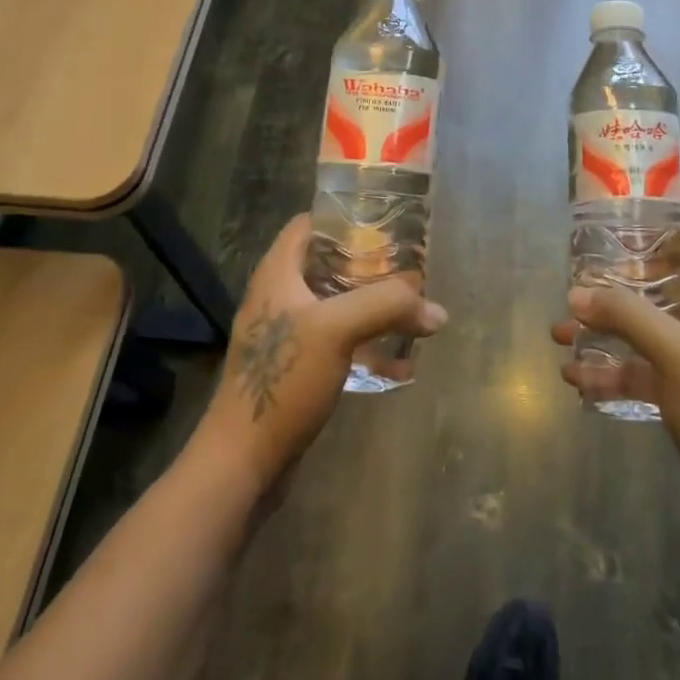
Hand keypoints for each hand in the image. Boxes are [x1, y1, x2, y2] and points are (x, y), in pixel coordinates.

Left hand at [193, 215, 446, 496]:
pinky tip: (400, 362)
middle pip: (329, 264)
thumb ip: (388, 306)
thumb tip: (437, 311)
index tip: (386, 225)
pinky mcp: (296, 369)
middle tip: (410, 268)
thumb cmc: (282, 379)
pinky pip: (338, 343)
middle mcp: (279, 296)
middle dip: (370, 265)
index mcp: (278, 273)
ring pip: (336, 305)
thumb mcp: (337, 329)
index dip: (345, 218)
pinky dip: (367, 345)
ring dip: (372, 306)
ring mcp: (286, 334)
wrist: (242, 462)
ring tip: (412, 309)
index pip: (310, 224)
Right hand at [551, 237, 679, 509]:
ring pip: (641, 333)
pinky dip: (608, 371)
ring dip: (603, 332)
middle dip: (616, 290)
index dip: (661, 238)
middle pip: (659, 291)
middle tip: (578, 287)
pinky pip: (637, 372)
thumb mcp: (670, 350)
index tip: (619, 238)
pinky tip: (574, 378)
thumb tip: (576, 294)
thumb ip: (624, 315)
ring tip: (561, 334)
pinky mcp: (679, 395)